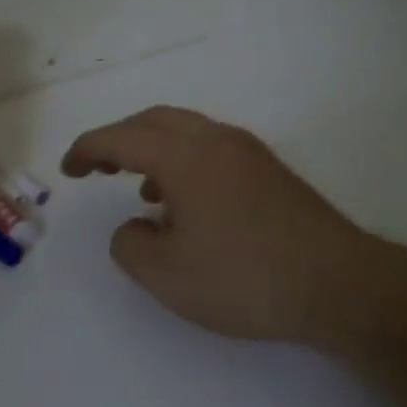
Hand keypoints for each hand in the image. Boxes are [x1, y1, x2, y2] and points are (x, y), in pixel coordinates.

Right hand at [61, 107, 379, 346]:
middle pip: (155, 121)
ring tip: (140, 190)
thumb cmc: (243, 277)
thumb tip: (136, 227)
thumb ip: (131, 245)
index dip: (88, 149)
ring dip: (154, 150)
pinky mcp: (271, 172)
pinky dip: (184, 163)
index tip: (68, 169)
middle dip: (119, 139)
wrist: (338, 285)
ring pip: (188, 132)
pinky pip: (212, 150)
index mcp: (185, 156)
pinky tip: (188, 204)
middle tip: (96, 166)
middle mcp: (216, 140)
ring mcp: (249, 153)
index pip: (122, 138)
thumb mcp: (166, 275)